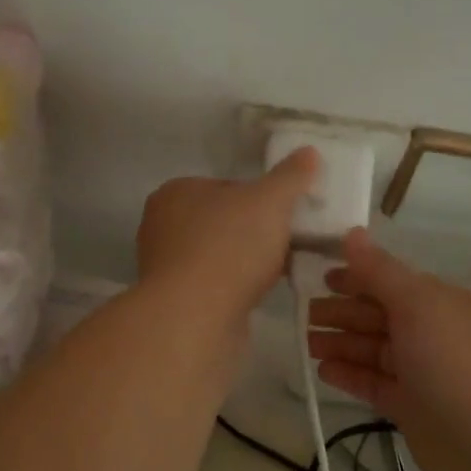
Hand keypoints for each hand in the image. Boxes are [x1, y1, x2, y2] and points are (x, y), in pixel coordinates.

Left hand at [136, 148, 319, 322]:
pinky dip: (234, 288)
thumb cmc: (229, 247)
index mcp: (175, 192)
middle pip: (222, 222)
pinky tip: (257, 295)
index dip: (259, 199)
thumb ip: (290, 176)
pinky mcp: (174, 301)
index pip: (225, 186)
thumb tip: (308, 152)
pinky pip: (213, 286)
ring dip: (245, 262)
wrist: (195, 317)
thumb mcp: (270, 201)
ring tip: (279, 271)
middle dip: (253, 232)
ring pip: (218, 255)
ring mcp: (165, 267)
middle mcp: (162, 226)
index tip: (284, 215)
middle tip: (286, 243)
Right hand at [309, 229, 470, 470]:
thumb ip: (380, 271)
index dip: (356, 277)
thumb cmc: (453, 360)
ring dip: (341, 343)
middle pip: (380, 315)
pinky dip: (349, 375)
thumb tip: (352, 233)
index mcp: (442, 302)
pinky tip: (322, 370)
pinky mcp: (411, 406)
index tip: (320, 276)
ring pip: (374, 350)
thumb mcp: (417, 303)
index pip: (392, 282)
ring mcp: (422, 371)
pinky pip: (374, 383)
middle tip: (303, 313)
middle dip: (343, 311)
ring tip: (306, 342)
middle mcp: (433, 333)